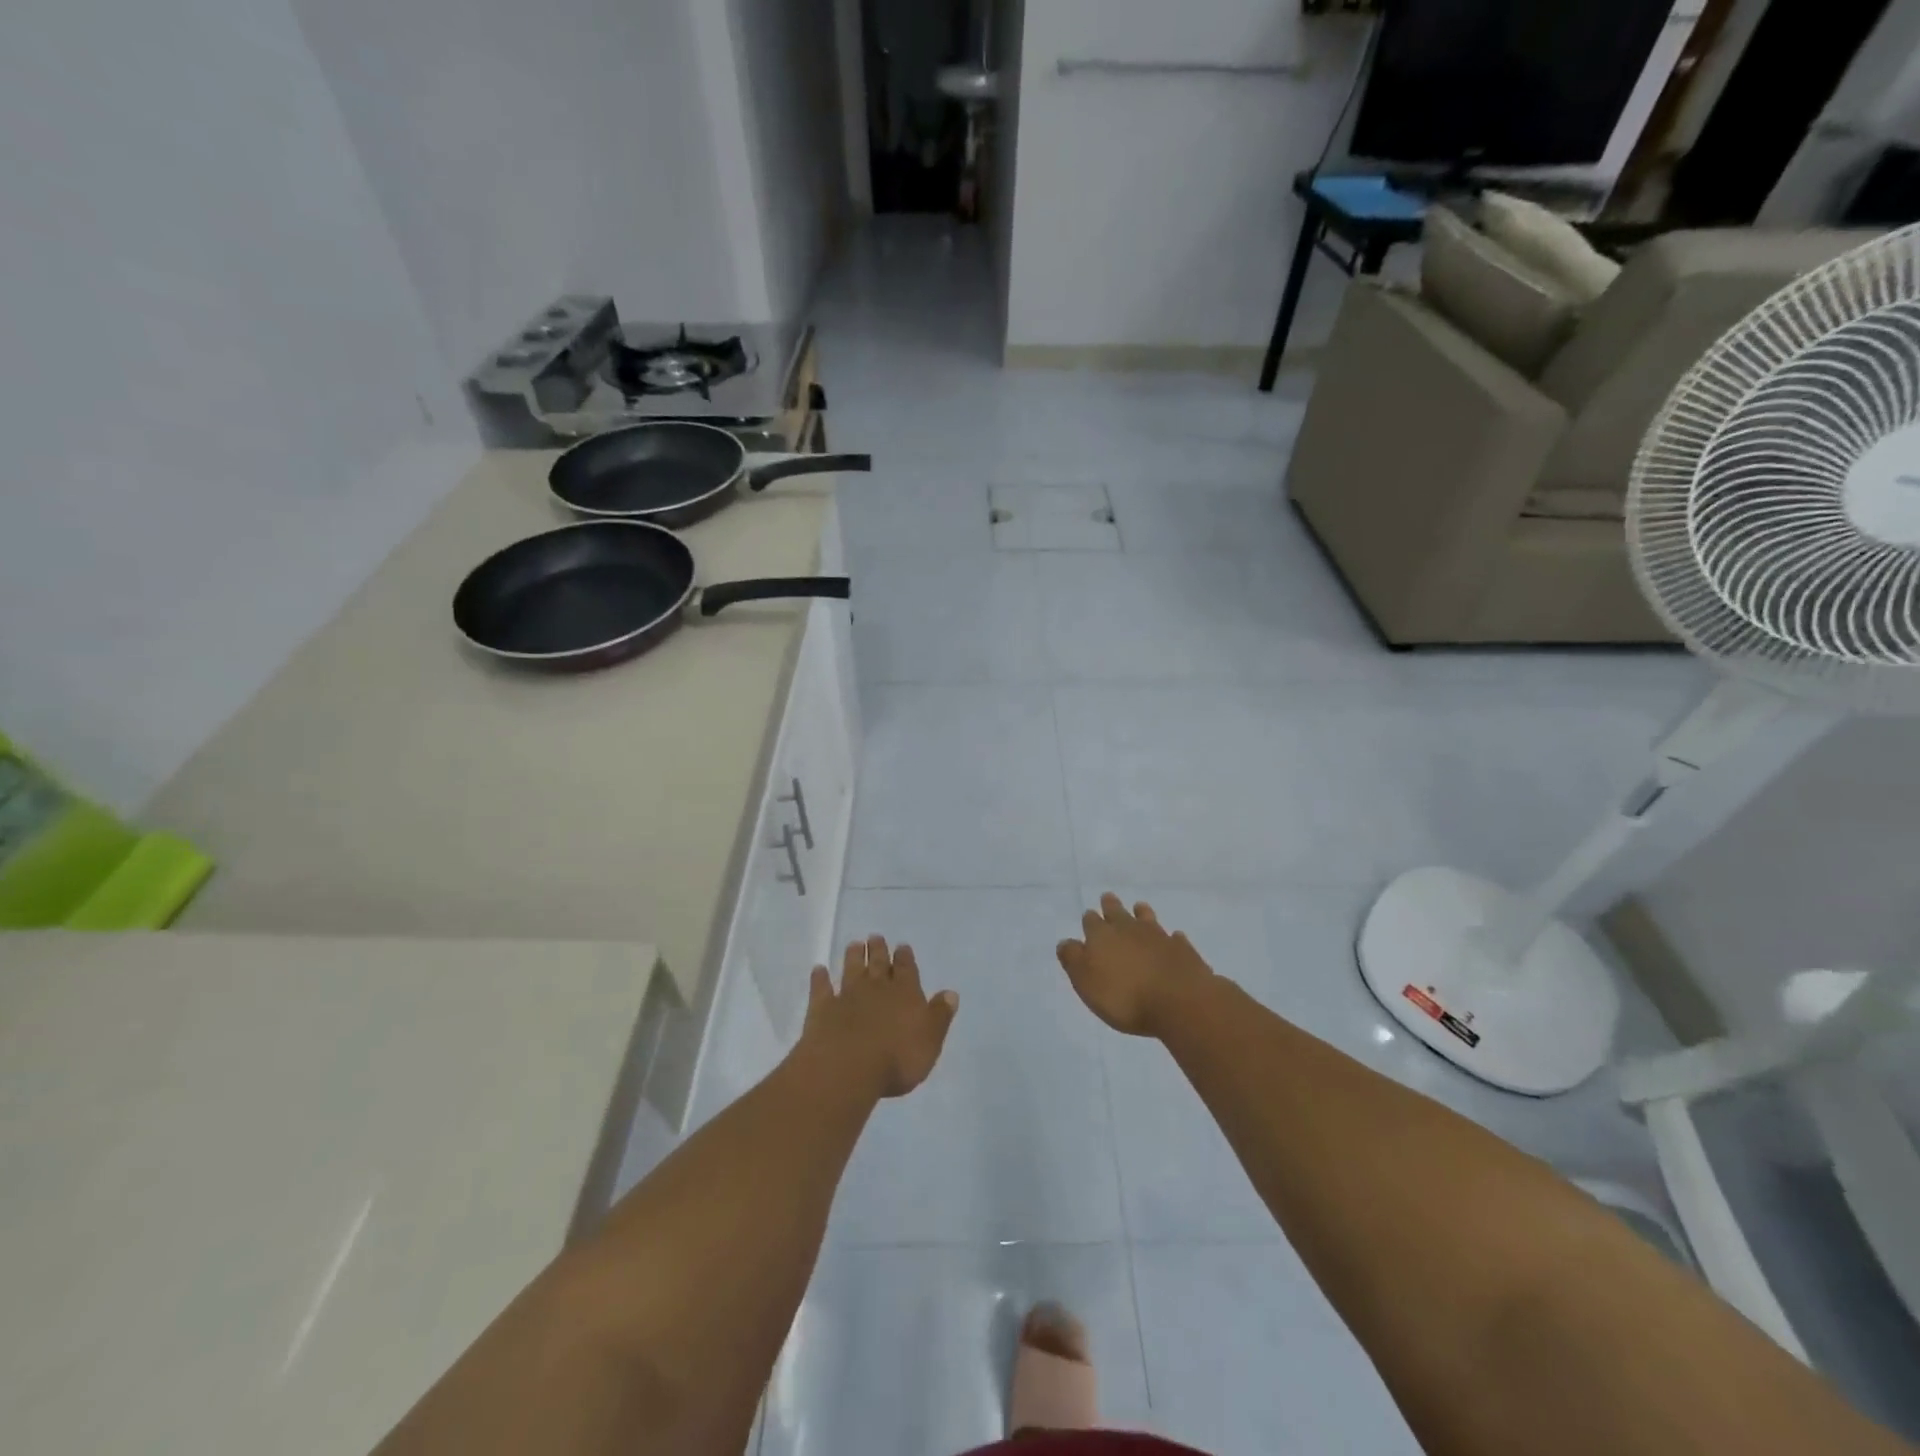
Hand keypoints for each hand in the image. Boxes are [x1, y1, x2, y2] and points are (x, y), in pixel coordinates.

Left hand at [800, 935, 958, 1098]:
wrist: (847, 1069)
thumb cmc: (897, 1058)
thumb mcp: (930, 1040)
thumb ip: (939, 1015)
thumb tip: (950, 993)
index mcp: (905, 993)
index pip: (907, 970)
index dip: (905, 958)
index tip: (902, 945)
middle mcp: (876, 988)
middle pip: (878, 964)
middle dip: (878, 950)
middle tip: (875, 937)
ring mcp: (847, 996)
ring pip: (851, 970)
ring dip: (853, 957)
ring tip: (854, 944)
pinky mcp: (822, 1009)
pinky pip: (821, 989)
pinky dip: (820, 978)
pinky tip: (818, 970)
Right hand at [1056, 893, 1213, 1037]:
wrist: (1178, 1001)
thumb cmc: (1124, 996)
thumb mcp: (1086, 981)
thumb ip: (1073, 959)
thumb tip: (1066, 942)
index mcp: (1102, 936)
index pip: (1091, 921)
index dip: (1089, 920)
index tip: (1089, 916)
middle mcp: (1129, 929)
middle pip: (1117, 912)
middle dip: (1111, 906)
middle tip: (1108, 898)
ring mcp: (1158, 936)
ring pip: (1146, 918)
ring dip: (1141, 913)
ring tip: (1139, 908)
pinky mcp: (1183, 950)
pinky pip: (1174, 938)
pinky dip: (1171, 938)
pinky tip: (1173, 938)